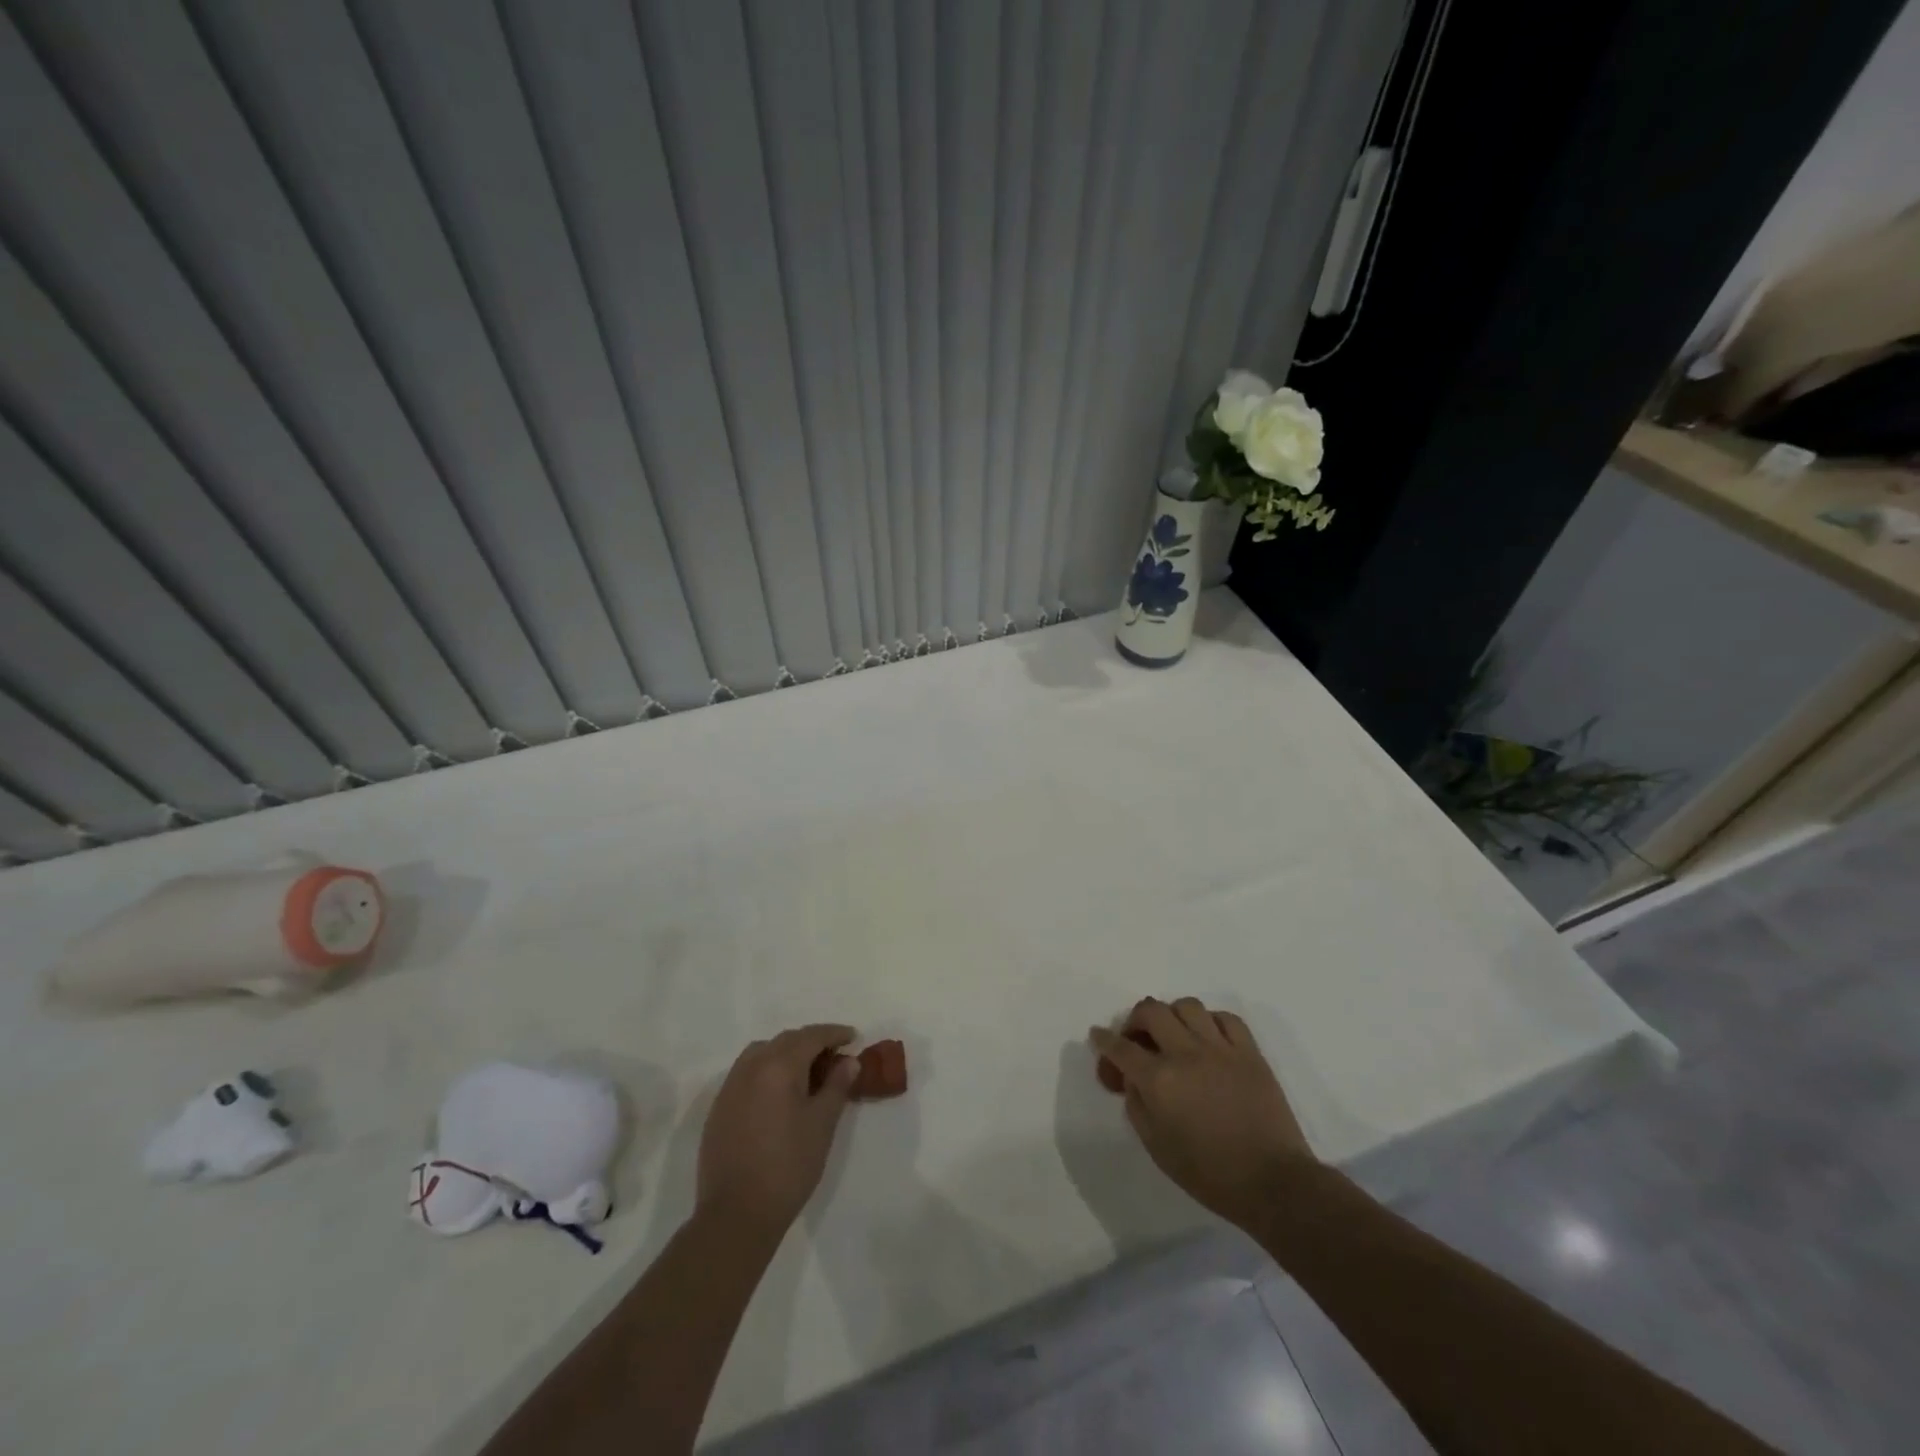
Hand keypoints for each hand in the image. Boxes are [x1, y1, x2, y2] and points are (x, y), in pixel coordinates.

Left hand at [697, 1024, 859, 1238]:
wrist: (736, 1215)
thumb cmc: (788, 1166)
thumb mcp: (822, 1124)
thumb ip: (836, 1086)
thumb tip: (848, 1061)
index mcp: (778, 1066)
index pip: (811, 1036)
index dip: (834, 1033)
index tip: (853, 1037)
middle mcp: (750, 1067)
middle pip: (785, 1040)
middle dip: (812, 1042)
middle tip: (834, 1056)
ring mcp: (730, 1087)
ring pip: (762, 1053)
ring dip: (786, 1053)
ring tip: (806, 1072)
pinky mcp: (718, 1109)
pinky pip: (746, 1073)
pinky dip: (766, 1071)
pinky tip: (778, 1094)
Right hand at [1090, 997, 1315, 1230]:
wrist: (1273, 1183)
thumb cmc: (1210, 1174)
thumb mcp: (1157, 1147)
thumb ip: (1137, 1106)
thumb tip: (1133, 1080)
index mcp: (1159, 1080)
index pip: (1120, 1048)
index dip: (1104, 1040)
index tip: (1098, 1036)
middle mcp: (1185, 1054)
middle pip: (1151, 1011)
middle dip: (1135, 1020)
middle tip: (1136, 1038)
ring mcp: (1220, 1049)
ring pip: (1187, 1006)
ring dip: (1172, 1016)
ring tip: (1174, 1035)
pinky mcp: (1250, 1052)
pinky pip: (1226, 1018)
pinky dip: (1211, 1022)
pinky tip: (1208, 1038)